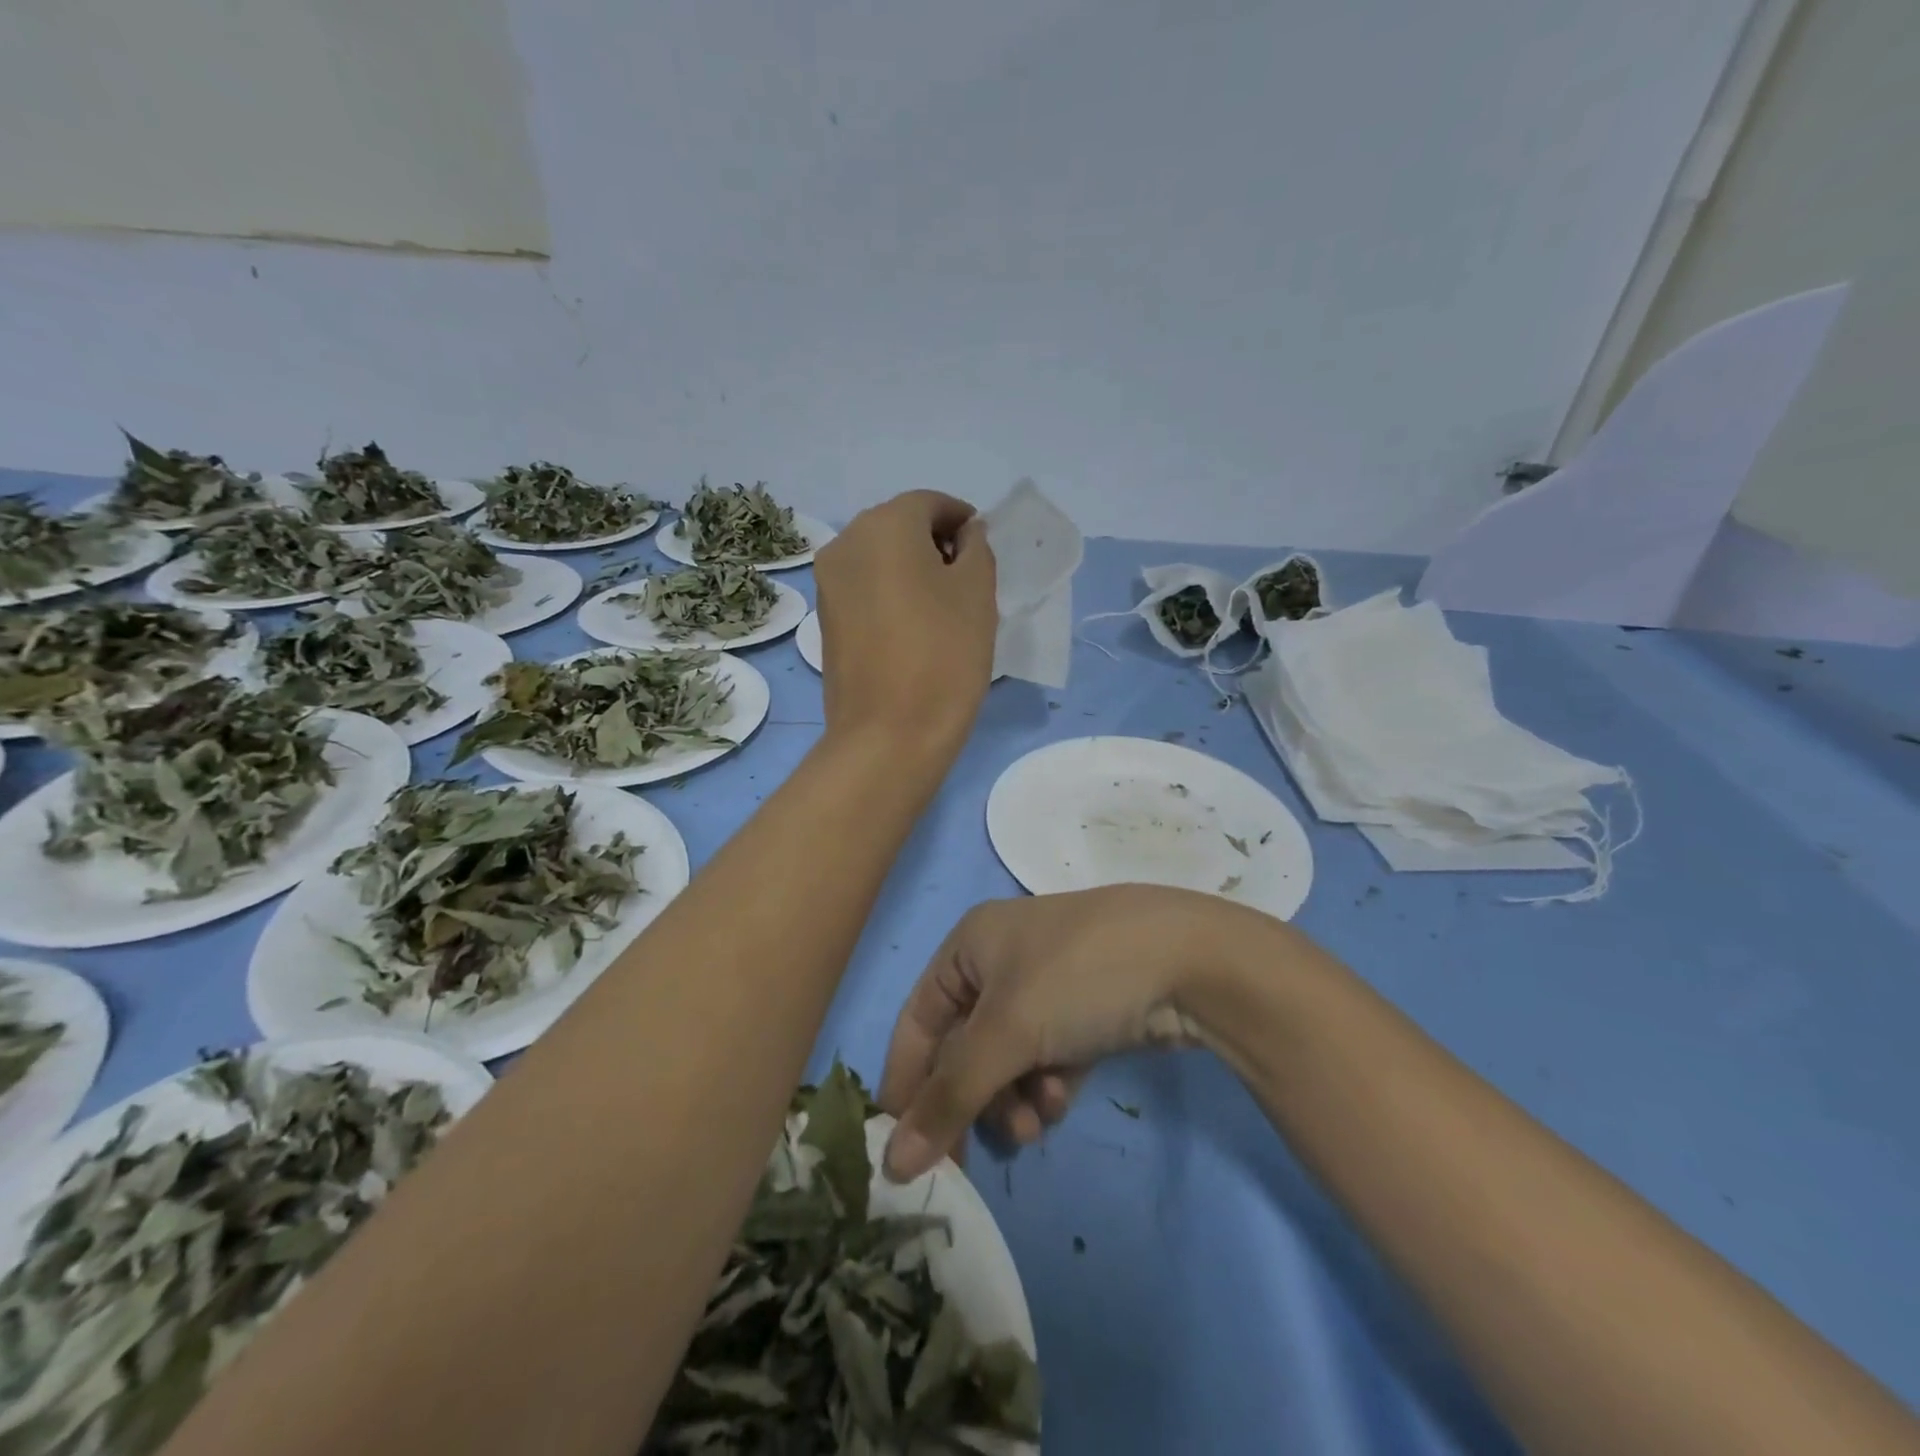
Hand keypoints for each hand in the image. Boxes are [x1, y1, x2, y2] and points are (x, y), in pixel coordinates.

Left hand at [813, 491, 996, 752]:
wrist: (888, 736)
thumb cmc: (943, 656)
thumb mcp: (977, 593)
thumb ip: (976, 548)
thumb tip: (964, 535)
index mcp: (884, 526)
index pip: (929, 504)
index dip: (961, 519)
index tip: (982, 548)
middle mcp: (845, 543)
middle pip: (898, 526)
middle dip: (934, 542)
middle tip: (966, 578)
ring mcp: (828, 583)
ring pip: (878, 557)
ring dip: (911, 568)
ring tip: (942, 607)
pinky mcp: (825, 619)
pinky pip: (864, 587)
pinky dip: (889, 591)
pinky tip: (913, 627)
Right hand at [878, 886, 1287, 1180]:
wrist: (1191, 959)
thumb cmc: (1077, 977)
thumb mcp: (1007, 1033)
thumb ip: (949, 1098)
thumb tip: (890, 1164)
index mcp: (971, 944)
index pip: (918, 1021)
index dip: (906, 1082)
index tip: (899, 1149)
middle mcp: (1003, 959)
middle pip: (964, 1045)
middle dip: (973, 1098)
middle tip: (974, 1158)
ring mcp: (1048, 983)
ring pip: (1007, 1058)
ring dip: (1013, 1097)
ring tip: (1036, 1121)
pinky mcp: (1087, 1008)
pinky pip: (1047, 1055)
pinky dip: (1048, 1083)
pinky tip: (1063, 1099)